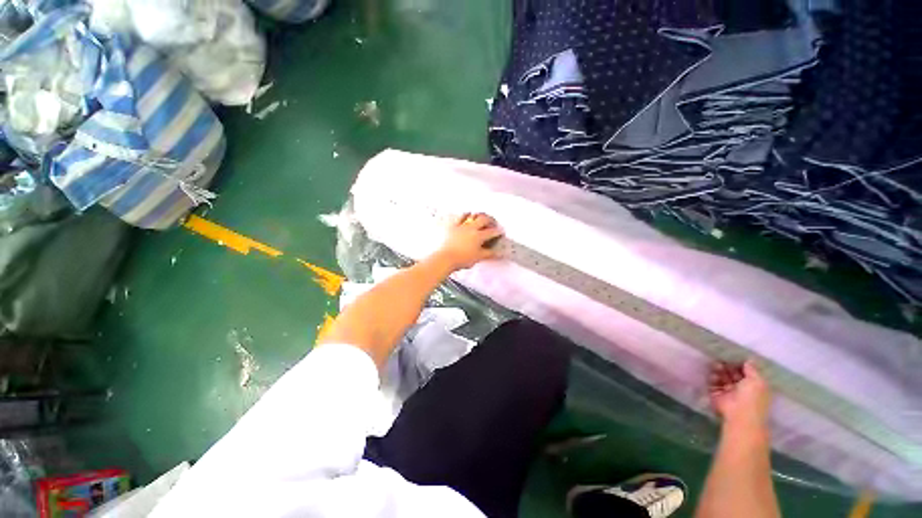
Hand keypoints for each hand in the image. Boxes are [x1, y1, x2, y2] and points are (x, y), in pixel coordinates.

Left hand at [436, 213, 503, 270]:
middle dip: (489, 219)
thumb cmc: (462, 259)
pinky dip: (462, 215)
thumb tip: (499, 253)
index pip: (491, 232)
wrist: (445, 258)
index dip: (498, 231)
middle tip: (492, 222)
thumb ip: (489, 254)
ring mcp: (460, 226)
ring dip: (475, 215)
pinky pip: (457, 217)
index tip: (501, 232)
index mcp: (478, 236)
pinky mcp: (451, 226)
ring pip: (470, 215)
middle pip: (483, 219)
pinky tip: (464, 214)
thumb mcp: (478, 257)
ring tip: (478, 216)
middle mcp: (471, 228)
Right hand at [709, 361, 772, 431]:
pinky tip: (712, 375)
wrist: (740, 414)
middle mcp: (741, 388)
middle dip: (727, 366)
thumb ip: (752, 369)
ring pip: (722, 378)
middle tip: (720, 358)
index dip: (739, 364)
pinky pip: (713, 385)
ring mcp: (728, 393)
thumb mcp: (757, 381)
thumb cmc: (752, 397)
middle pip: (732, 374)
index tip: (732, 355)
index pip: (745, 372)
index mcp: (753, 385)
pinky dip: (712, 379)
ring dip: (718, 371)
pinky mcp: (717, 396)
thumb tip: (749, 359)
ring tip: (715, 366)